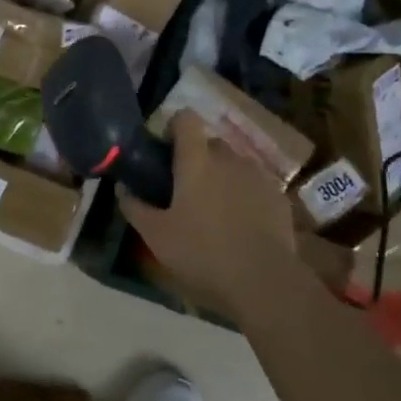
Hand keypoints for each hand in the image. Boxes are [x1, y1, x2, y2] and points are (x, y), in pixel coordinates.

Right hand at [117, 111, 311, 323]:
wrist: (263, 282)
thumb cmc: (202, 254)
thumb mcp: (156, 236)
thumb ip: (135, 207)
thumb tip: (122, 187)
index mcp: (197, 161)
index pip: (186, 119)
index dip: (174, 127)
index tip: (166, 149)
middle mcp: (229, 158)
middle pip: (210, 143)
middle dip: (197, 158)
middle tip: (186, 189)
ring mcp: (258, 176)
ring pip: (234, 164)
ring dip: (223, 177)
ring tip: (215, 209)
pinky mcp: (278, 196)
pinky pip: (255, 185)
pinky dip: (245, 196)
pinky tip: (241, 225)